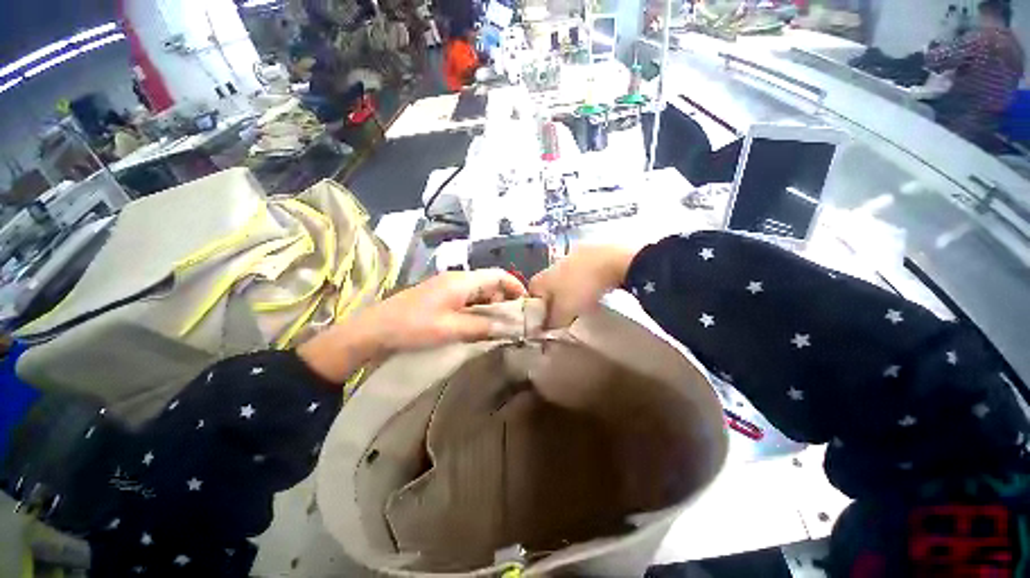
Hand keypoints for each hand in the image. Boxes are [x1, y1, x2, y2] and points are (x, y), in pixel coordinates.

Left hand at [357, 268, 527, 351]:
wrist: (374, 330)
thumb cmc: (413, 326)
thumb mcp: (451, 328)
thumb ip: (482, 326)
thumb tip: (509, 328)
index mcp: (462, 281)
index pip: (498, 275)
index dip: (515, 286)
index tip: (527, 304)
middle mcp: (457, 279)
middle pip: (490, 283)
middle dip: (504, 300)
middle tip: (513, 321)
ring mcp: (447, 287)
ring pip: (479, 292)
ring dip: (491, 306)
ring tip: (497, 326)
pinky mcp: (440, 297)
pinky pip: (466, 299)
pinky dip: (477, 310)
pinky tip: (478, 325)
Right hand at [529, 245, 637, 328]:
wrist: (612, 262)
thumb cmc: (582, 288)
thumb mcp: (564, 312)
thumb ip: (552, 323)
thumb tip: (544, 330)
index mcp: (543, 278)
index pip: (531, 293)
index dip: (536, 308)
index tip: (545, 320)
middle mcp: (552, 265)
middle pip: (548, 286)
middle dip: (554, 300)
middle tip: (564, 314)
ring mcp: (570, 257)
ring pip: (565, 279)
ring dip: (570, 291)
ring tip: (581, 304)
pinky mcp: (588, 253)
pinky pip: (581, 272)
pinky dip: (584, 283)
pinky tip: (594, 291)